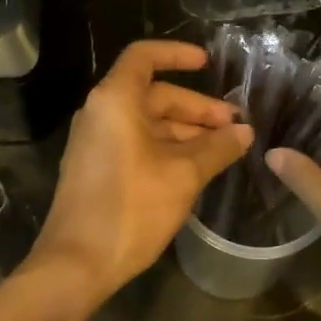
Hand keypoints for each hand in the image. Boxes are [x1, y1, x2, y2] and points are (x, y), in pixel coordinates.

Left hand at [26, 41, 251, 309]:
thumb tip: (245, 131)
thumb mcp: (183, 176)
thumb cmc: (130, 209)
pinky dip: (167, 148)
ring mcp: (96, 142)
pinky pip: (137, 144)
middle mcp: (101, 113)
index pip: (145, 56)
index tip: (209, 64)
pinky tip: (196, 168)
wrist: (75, 265)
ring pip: (148, 123)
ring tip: (224, 150)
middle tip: (234, 126)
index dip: (177, 54)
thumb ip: (217, 148)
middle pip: (153, 94)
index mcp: (115, 101)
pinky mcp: (97, 168)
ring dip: (186, 131)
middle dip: (196, 107)